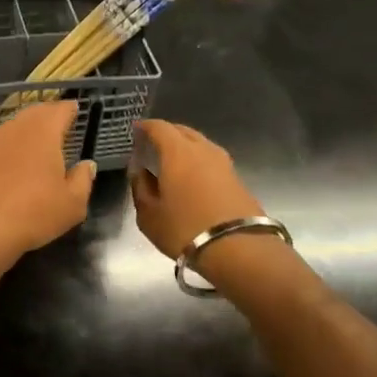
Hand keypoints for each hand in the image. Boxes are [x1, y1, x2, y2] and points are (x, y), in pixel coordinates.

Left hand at [0, 101, 94, 273]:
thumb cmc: (32, 213)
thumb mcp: (72, 204)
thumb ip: (83, 180)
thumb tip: (87, 165)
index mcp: (43, 132)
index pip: (59, 110)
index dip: (69, 109)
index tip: (75, 110)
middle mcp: (17, 130)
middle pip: (35, 113)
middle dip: (49, 115)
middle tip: (60, 122)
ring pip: (15, 127)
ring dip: (29, 129)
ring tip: (40, 142)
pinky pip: (0, 144)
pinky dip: (12, 147)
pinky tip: (16, 163)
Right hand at [129, 120, 268, 269]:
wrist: (240, 249)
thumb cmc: (185, 229)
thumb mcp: (149, 214)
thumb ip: (140, 187)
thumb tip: (139, 171)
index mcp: (177, 152)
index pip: (159, 127)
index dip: (146, 127)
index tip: (136, 131)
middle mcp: (202, 149)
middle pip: (182, 131)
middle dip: (166, 134)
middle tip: (152, 145)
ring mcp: (224, 163)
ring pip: (200, 144)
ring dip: (185, 147)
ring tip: (172, 161)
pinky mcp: (237, 179)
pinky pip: (212, 160)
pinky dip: (199, 162)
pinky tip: (193, 177)